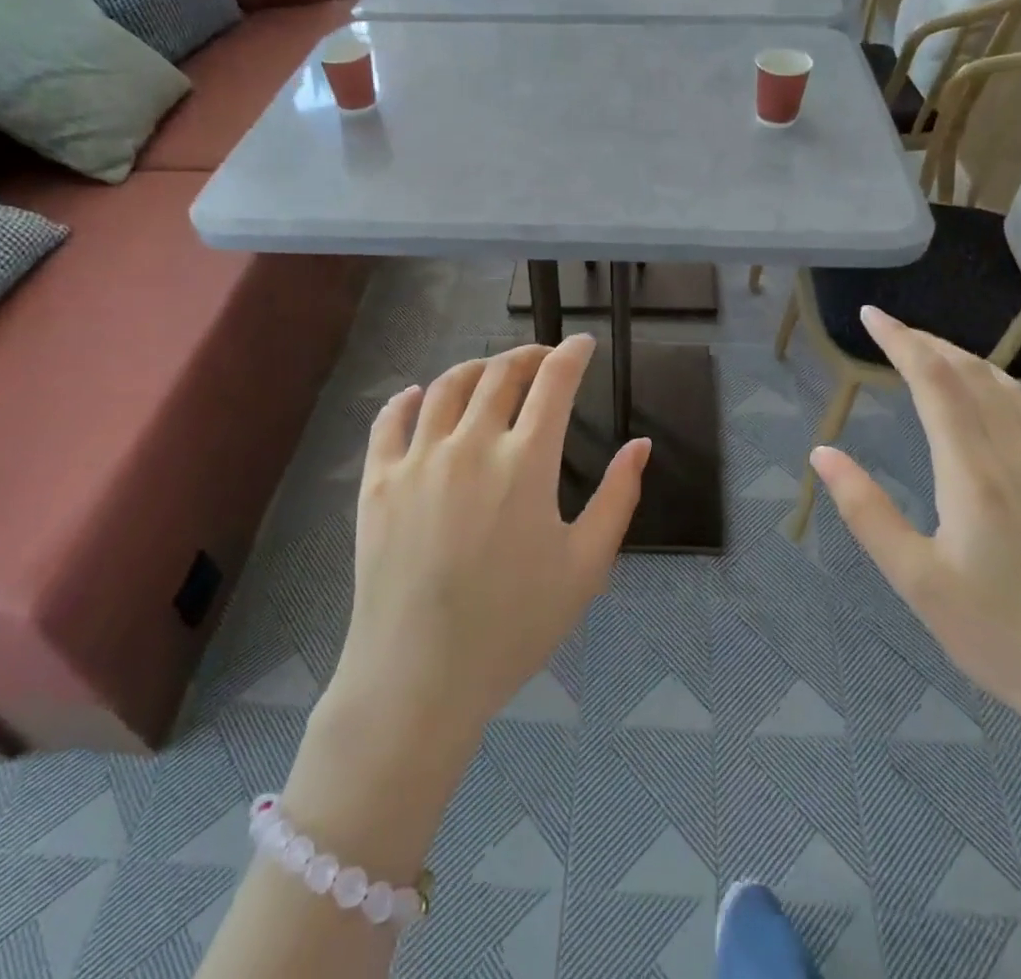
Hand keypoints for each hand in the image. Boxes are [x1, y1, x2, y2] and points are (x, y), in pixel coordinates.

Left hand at [329, 335, 649, 742]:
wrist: (420, 676)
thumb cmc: (515, 625)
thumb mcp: (586, 567)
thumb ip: (618, 498)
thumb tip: (641, 445)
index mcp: (525, 462)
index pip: (553, 383)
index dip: (572, 354)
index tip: (583, 344)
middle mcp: (470, 444)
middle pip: (500, 374)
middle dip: (528, 356)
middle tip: (543, 359)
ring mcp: (418, 459)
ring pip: (446, 387)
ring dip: (475, 368)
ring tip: (490, 372)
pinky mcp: (378, 481)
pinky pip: (390, 421)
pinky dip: (408, 399)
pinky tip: (417, 396)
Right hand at [810, 306, 1020, 746]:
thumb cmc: (1002, 638)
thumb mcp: (916, 581)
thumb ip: (866, 510)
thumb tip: (823, 452)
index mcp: (975, 472)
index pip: (935, 381)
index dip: (901, 341)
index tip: (871, 315)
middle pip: (973, 374)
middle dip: (929, 343)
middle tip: (893, 330)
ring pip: (1010, 390)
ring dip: (967, 362)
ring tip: (935, 355)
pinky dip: (1003, 390)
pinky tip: (995, 405)